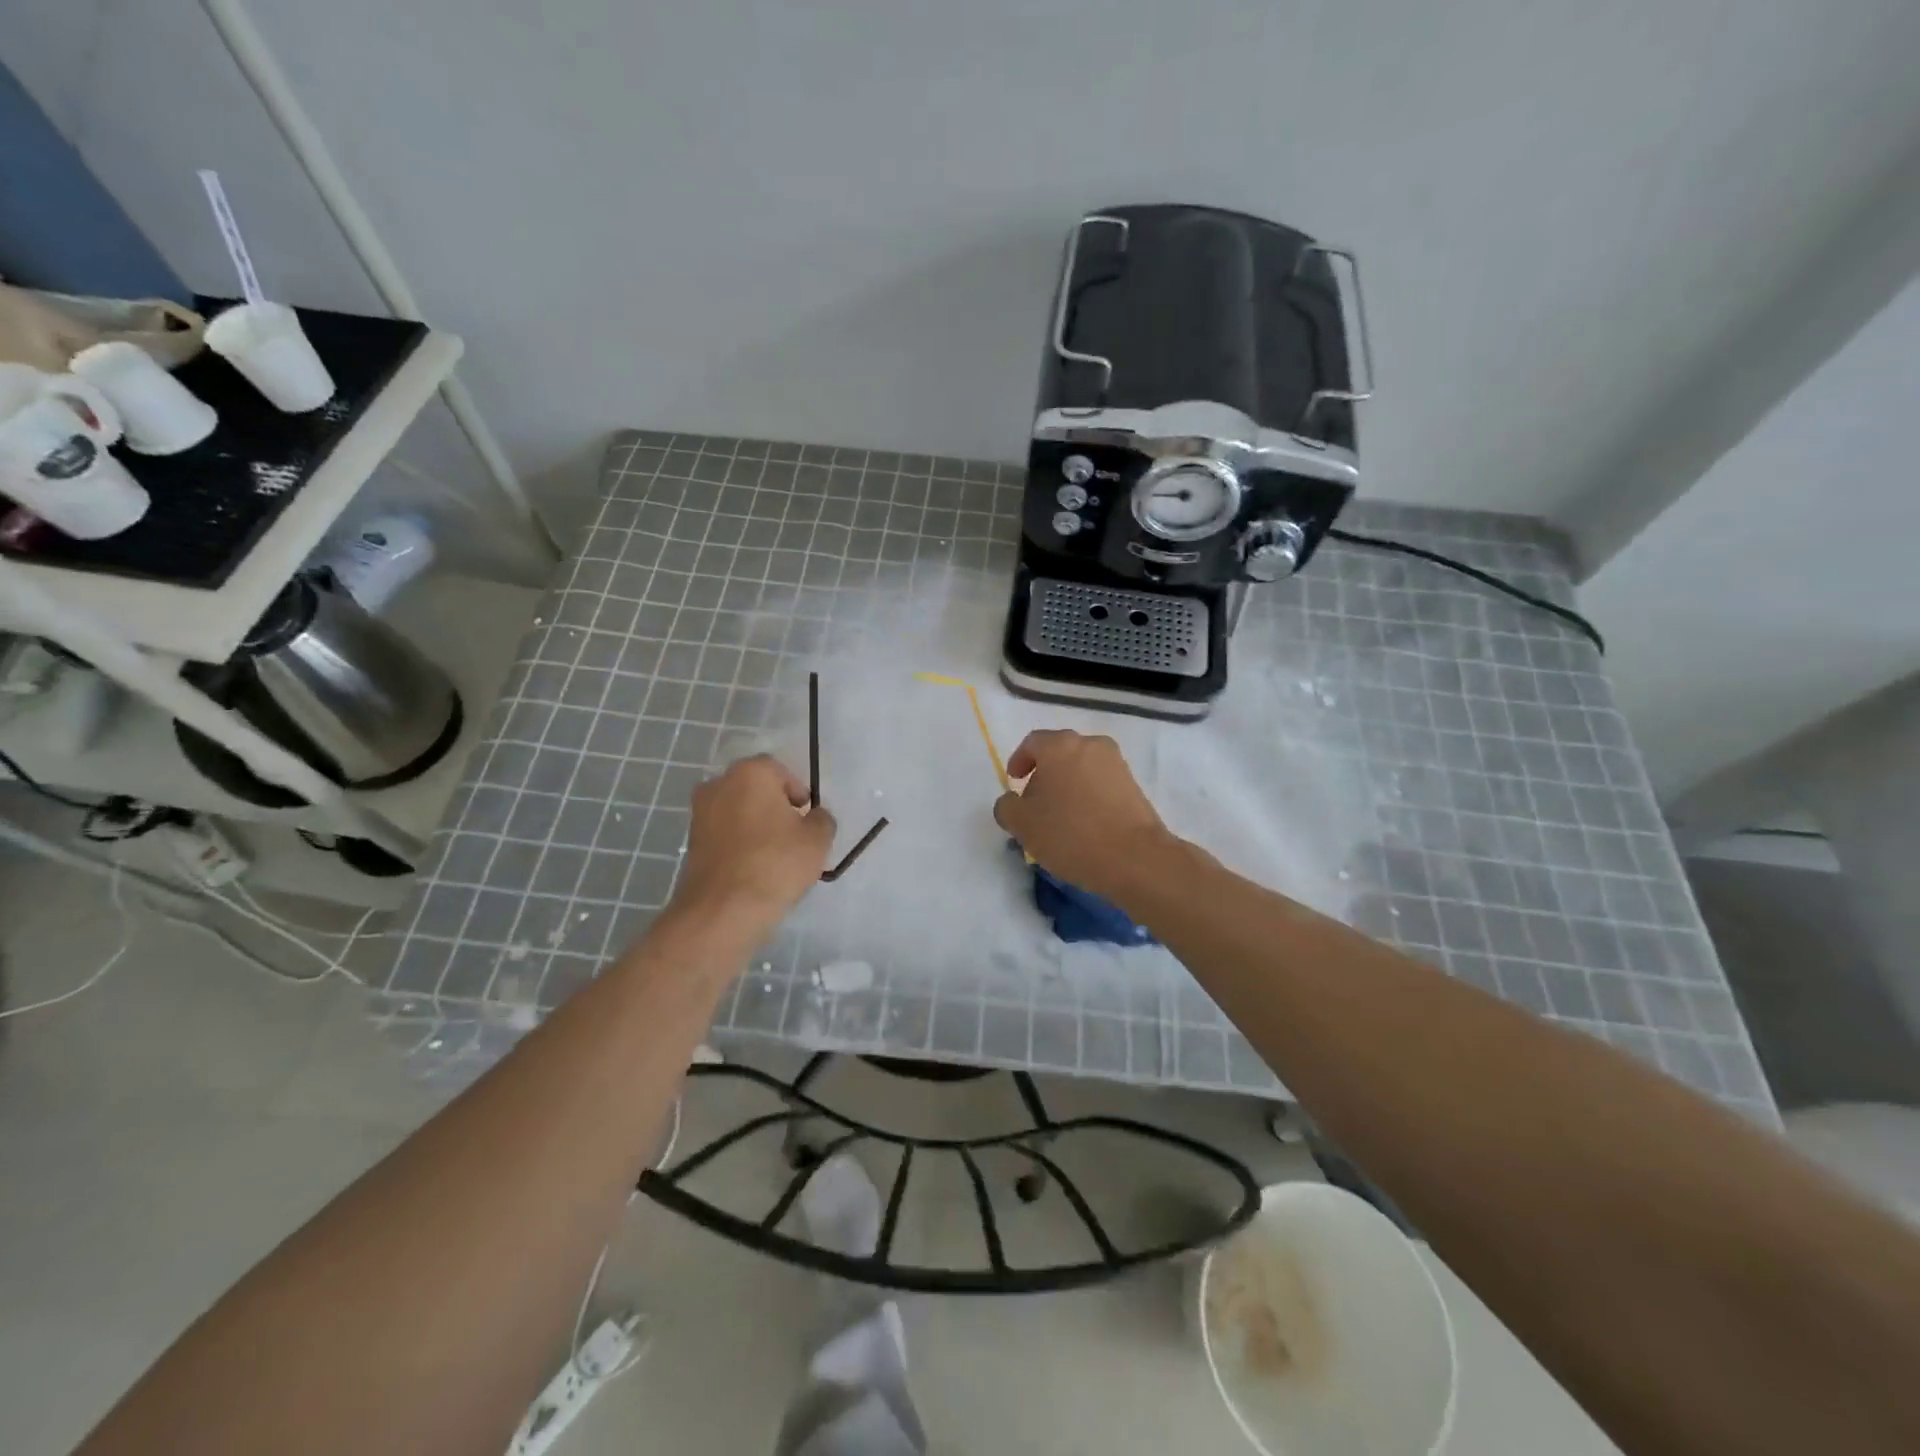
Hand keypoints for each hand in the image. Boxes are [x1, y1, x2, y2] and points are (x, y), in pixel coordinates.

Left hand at [668, 756, 836, 932]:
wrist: (724, 909)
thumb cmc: (776, 863)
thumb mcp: (817, 839)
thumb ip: (821, 819)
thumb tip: (814, 817)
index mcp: (751, 773)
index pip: (780, 771)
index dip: (798, 793)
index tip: (806, 819)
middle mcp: (719, 784)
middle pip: (756, 789)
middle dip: (774, 807)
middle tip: (792, 835)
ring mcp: (700, 813)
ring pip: (738, 811)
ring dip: (755, 826)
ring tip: (773, 855)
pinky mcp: (691, 841)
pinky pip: (724, 833)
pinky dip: (738, 843)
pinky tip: (753, 867)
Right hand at [992, 730, 1176, 905]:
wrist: (1135, 857)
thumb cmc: (1070, 834)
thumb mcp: (1023, 824)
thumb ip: (1007, 807)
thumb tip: (1011, 801)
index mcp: (1060, 746)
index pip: (1032, 743)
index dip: (1019, 760)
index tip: (1014, 782)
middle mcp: (1090, 745)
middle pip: (1059, 753)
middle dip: (1044, 774)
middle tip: (1034, 803)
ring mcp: (1116, 764)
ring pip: (1082, 768)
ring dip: (1068, 786)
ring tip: (1060, 818)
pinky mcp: (1134, 785)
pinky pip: (1101, 783)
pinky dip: (1088, 796)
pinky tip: (1084, 824)